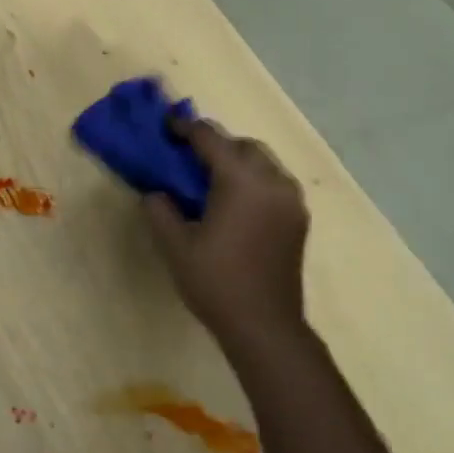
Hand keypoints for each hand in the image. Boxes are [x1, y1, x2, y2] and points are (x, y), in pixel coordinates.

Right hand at [143, 120, 313, 351]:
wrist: (265, 325)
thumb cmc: (215, 282)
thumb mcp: (175, 245)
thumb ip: (159, 209)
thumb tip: (155, 192)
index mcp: (241, 181)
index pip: (210, 138)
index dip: (185, 128)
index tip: (166, 127)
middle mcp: (272, 181)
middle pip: (243, 145)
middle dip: (215, 143)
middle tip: (187, 156)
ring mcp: (291, 200)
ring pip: (264, 162)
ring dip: (237, 160)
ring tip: (211, 177)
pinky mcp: (298, 219)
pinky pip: (275, 182)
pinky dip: (254, 179)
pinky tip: (235, 201)